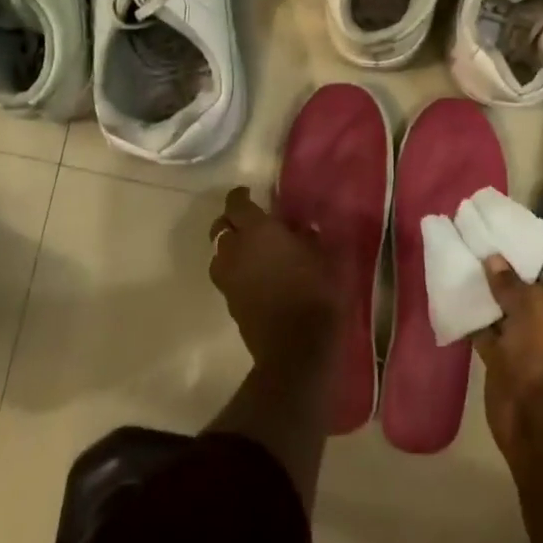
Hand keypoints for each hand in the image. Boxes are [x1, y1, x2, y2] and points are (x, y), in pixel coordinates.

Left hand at [208, 187, 338, 367]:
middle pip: (219, 227)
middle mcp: (235, 250)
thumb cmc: (316, 292)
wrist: (297, 348)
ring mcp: (228, 279)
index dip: (240, 196)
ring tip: (249, 249)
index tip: (249, 193)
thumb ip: (308, 237)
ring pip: (218, 253)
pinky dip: (234, 269)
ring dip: (229, 247)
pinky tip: (254, 274)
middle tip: (248, 221)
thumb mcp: (324, 255)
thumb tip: (300, 228)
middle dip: (230, 220)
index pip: (236, 204)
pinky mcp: (230, 303)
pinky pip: (226, 276)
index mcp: (257, 230)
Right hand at [472, 249, 542, 459]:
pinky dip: (473, 314)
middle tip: (480, 236)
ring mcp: (532, 339)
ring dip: (487, 287)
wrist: (536, 419)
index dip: (537, 242)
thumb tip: (493, 259)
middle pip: (532, 282)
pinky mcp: (507, 356)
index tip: (510, 224)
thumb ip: (510, 279)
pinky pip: (489, 328)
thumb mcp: (533, 304)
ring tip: (463, 255)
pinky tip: (453, 290)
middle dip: (507, 263)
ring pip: (507, 305)